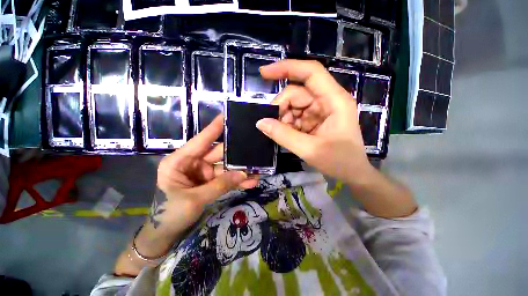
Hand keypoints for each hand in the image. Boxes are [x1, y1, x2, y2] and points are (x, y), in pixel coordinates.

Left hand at [115, 116, 257, 274]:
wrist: (166, 234)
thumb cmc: (169, 214)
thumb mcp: (194, 199)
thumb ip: (219, 186)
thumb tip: (244, 174)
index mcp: (180, 161)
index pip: (201, 140)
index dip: (214, 128)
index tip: (227, 115)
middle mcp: (193, 163)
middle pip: (218, 153)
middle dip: (236, 152)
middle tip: (253, 145)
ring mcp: (203, 173)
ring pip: (225, 167)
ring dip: (240, 169)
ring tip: (257, 168)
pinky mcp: (210, 182)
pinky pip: (226, 178)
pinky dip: (237, 180)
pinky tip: (251, 181)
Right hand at [256, 60, 373, 183]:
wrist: (352, 174)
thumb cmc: (339, 161)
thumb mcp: (310, 150)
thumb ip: (283, 135)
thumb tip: (260, 122)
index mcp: (334, 101)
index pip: (310, 73)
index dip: (287, 68)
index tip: (264, 73)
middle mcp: (328, 100)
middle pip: (297, 92)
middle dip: (281, 106)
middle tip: (272, 124)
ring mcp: (321, 110)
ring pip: (294, 104)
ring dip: (283, 117)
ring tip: (281, 132)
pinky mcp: (315, 120)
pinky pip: (295, 115)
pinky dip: (287, 124)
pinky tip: (287, 134)